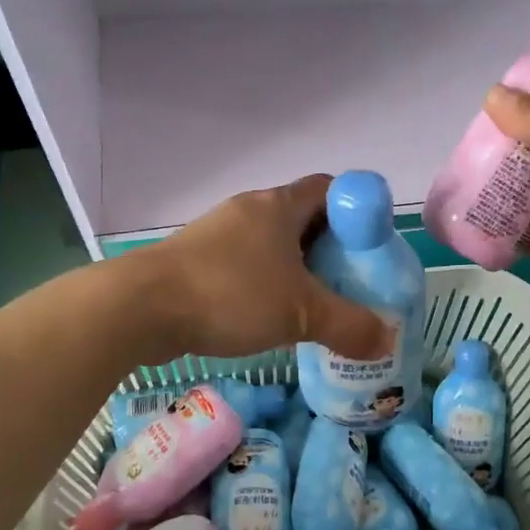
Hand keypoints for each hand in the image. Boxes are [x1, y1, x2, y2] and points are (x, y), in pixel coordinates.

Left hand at [129, 175, 394, 361]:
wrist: (141, 308)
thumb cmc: (230, 294)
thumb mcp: (301, 313)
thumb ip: (350, 326)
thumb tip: (388, 340)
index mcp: (279, 206)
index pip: (330, 189)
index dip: (357, 211)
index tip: (372, 247)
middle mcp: (250, 211)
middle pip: (304, 219)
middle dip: (332, 249)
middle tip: (353, 283)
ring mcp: (220, 235)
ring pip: (274, 246)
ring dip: (298, 271)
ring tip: (319, 305)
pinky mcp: (199, 261)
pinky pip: (247, 267)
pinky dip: (268, 286)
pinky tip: (275, 319)